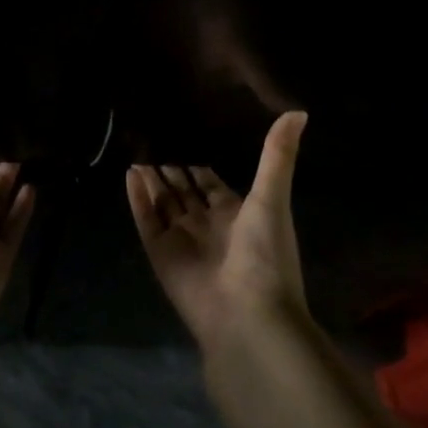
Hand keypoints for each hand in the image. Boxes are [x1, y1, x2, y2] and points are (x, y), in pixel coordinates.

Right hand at [127, 111, 309, 351]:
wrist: (248, 316)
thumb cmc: (264, 254)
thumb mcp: (272, 197)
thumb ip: (277, 155)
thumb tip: (298, 111)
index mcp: (235, 214)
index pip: (210, 183)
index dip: (196, 164)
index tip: (181, 136)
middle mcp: (207, 225)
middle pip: (183, 192)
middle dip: (169, 170)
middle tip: (149, 139)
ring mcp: (182, 240)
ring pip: (163, 203)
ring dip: (151, 180)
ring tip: (135, 151)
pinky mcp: (160, 254)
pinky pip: (146, 220)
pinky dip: (137, 199)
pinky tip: (129, 173)